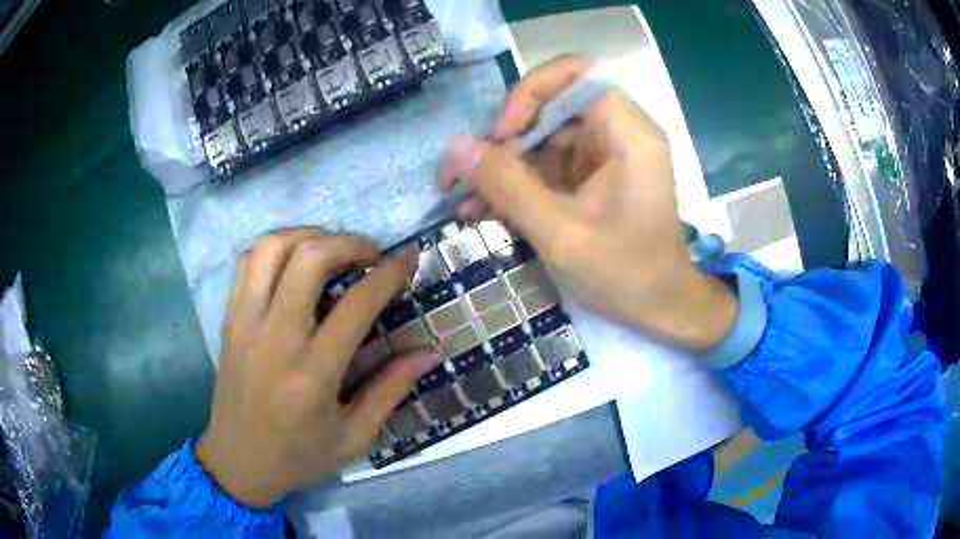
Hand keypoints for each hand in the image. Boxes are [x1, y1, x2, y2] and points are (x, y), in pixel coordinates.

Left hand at [196, 228, 439, 507]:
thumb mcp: (355, 437)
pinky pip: (248, 262)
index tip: (408, 258)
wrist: (237, 462)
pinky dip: (277, 248)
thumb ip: (391, 389)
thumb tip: (430, 352)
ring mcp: (245, 323)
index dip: (389, 273)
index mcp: (312, 374)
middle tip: (369, 255)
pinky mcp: (229, 319)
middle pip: (309, 258)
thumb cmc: (299, 456)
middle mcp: (275, 338)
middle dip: (348, 242)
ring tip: (332, 251)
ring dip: (309, 236)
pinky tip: (295, 264)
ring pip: (272, 248)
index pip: (356, 304)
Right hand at [439, 56, 735, 349]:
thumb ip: (508, 186)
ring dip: (502, 167)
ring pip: (542, 139)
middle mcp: (619, 134)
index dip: (533, 91)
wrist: (660, 310)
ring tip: (462, 198)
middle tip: (464, 173)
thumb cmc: (625, 275)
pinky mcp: (592, 178)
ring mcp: (604, 157)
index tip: (504, 133)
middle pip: (553, 107)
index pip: (579, 73)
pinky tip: (482, 210)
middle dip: (504, 138)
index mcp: (629, 135)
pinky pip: (547, 167)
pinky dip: (517, 186)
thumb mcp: (561, 234)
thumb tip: (455, 146)